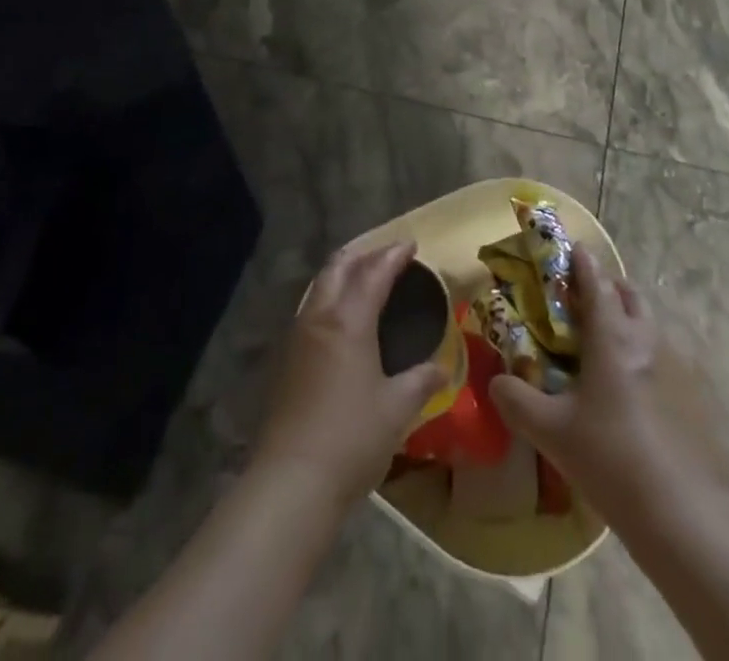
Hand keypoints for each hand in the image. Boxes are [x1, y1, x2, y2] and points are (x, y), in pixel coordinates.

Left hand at [253, 241, 444, 512]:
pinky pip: (311, 310)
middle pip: (338, 268)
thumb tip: (442, 368)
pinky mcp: (286, 361)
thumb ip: (420, 381)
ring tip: (365, 280)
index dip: (393, 256)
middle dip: (363, 255)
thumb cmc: (351, 439)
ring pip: (319, 287)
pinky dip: (330, 298)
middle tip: (387, 257)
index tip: (411, 245)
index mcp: (348, 321)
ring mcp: (297, 339)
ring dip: (343, 274)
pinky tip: (342, 319)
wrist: (290, 483)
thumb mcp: (397, 409)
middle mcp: (319, 319)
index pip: (373, 273)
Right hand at [488, 247, 728, 525]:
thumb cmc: (610, 460)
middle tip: (590, 301)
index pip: (596, 283)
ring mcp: (682, 366)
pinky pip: (674, 361)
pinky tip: (646, 393)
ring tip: (615, 347)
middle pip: (630, 296)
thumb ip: (517, 401)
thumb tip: (495, 383)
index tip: (575, 248)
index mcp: (612, 336)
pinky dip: (655, 360)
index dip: (583, 263)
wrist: (682, 516)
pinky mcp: (702, 396)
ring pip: (654, 326)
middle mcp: (649, 339)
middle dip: (610, 288)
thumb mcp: (551, 433)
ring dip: (633, 323)